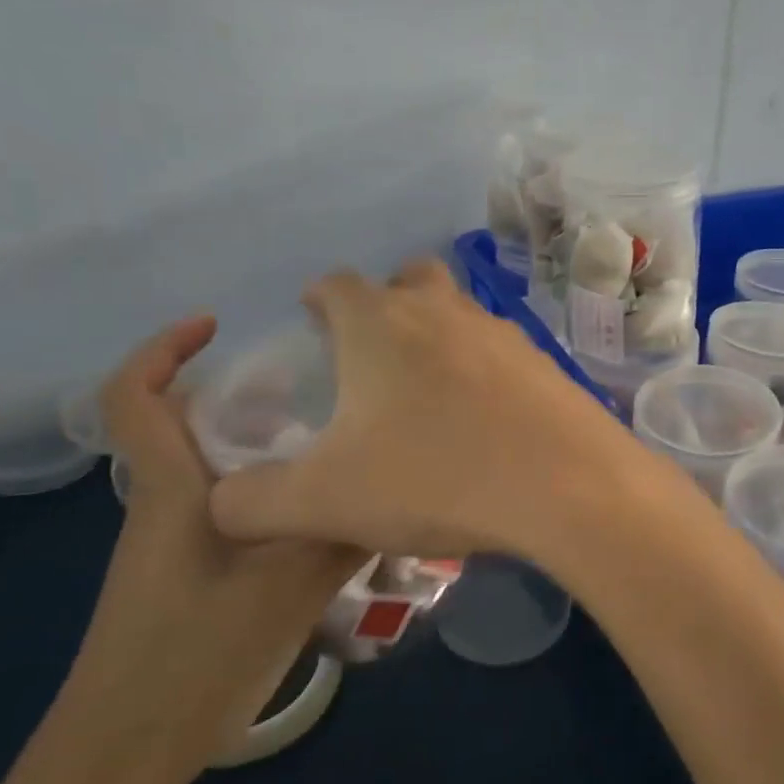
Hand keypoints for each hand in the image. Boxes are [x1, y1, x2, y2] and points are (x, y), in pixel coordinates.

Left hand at [60, 315, 366, 783]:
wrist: (123, 754)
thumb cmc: (192, 656)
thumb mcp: (288, 588)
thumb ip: (345, 535)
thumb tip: (399, 493)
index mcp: (172, 490)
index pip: (132, 398)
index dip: (162, 348)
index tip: (216, 324)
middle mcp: (164, 504)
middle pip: (186, 424)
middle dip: (241, 394)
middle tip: (315, 388)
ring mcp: (172, 543)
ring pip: (213, 468)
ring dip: (261, 445)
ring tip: (330, 445)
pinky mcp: (187, 574)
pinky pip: (227, 508)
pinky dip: (267, 491)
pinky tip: (318, 514)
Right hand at [209, 262, 679, 565]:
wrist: (565, 486)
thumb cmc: (434, 477)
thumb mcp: (324, 501)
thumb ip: (252, 502)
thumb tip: (219, 504)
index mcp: (380, 323)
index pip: (336, 284)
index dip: (318, 301)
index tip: (313, 326)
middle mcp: (443, 310)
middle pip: (408, 279)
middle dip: (385, 303)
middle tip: (372, 354)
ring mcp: (502, 332)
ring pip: (459, 312)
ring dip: (439, 335)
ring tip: (428, 393)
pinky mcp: (545, 362)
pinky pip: (502, 352)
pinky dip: (484, 371)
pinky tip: (485, 419)